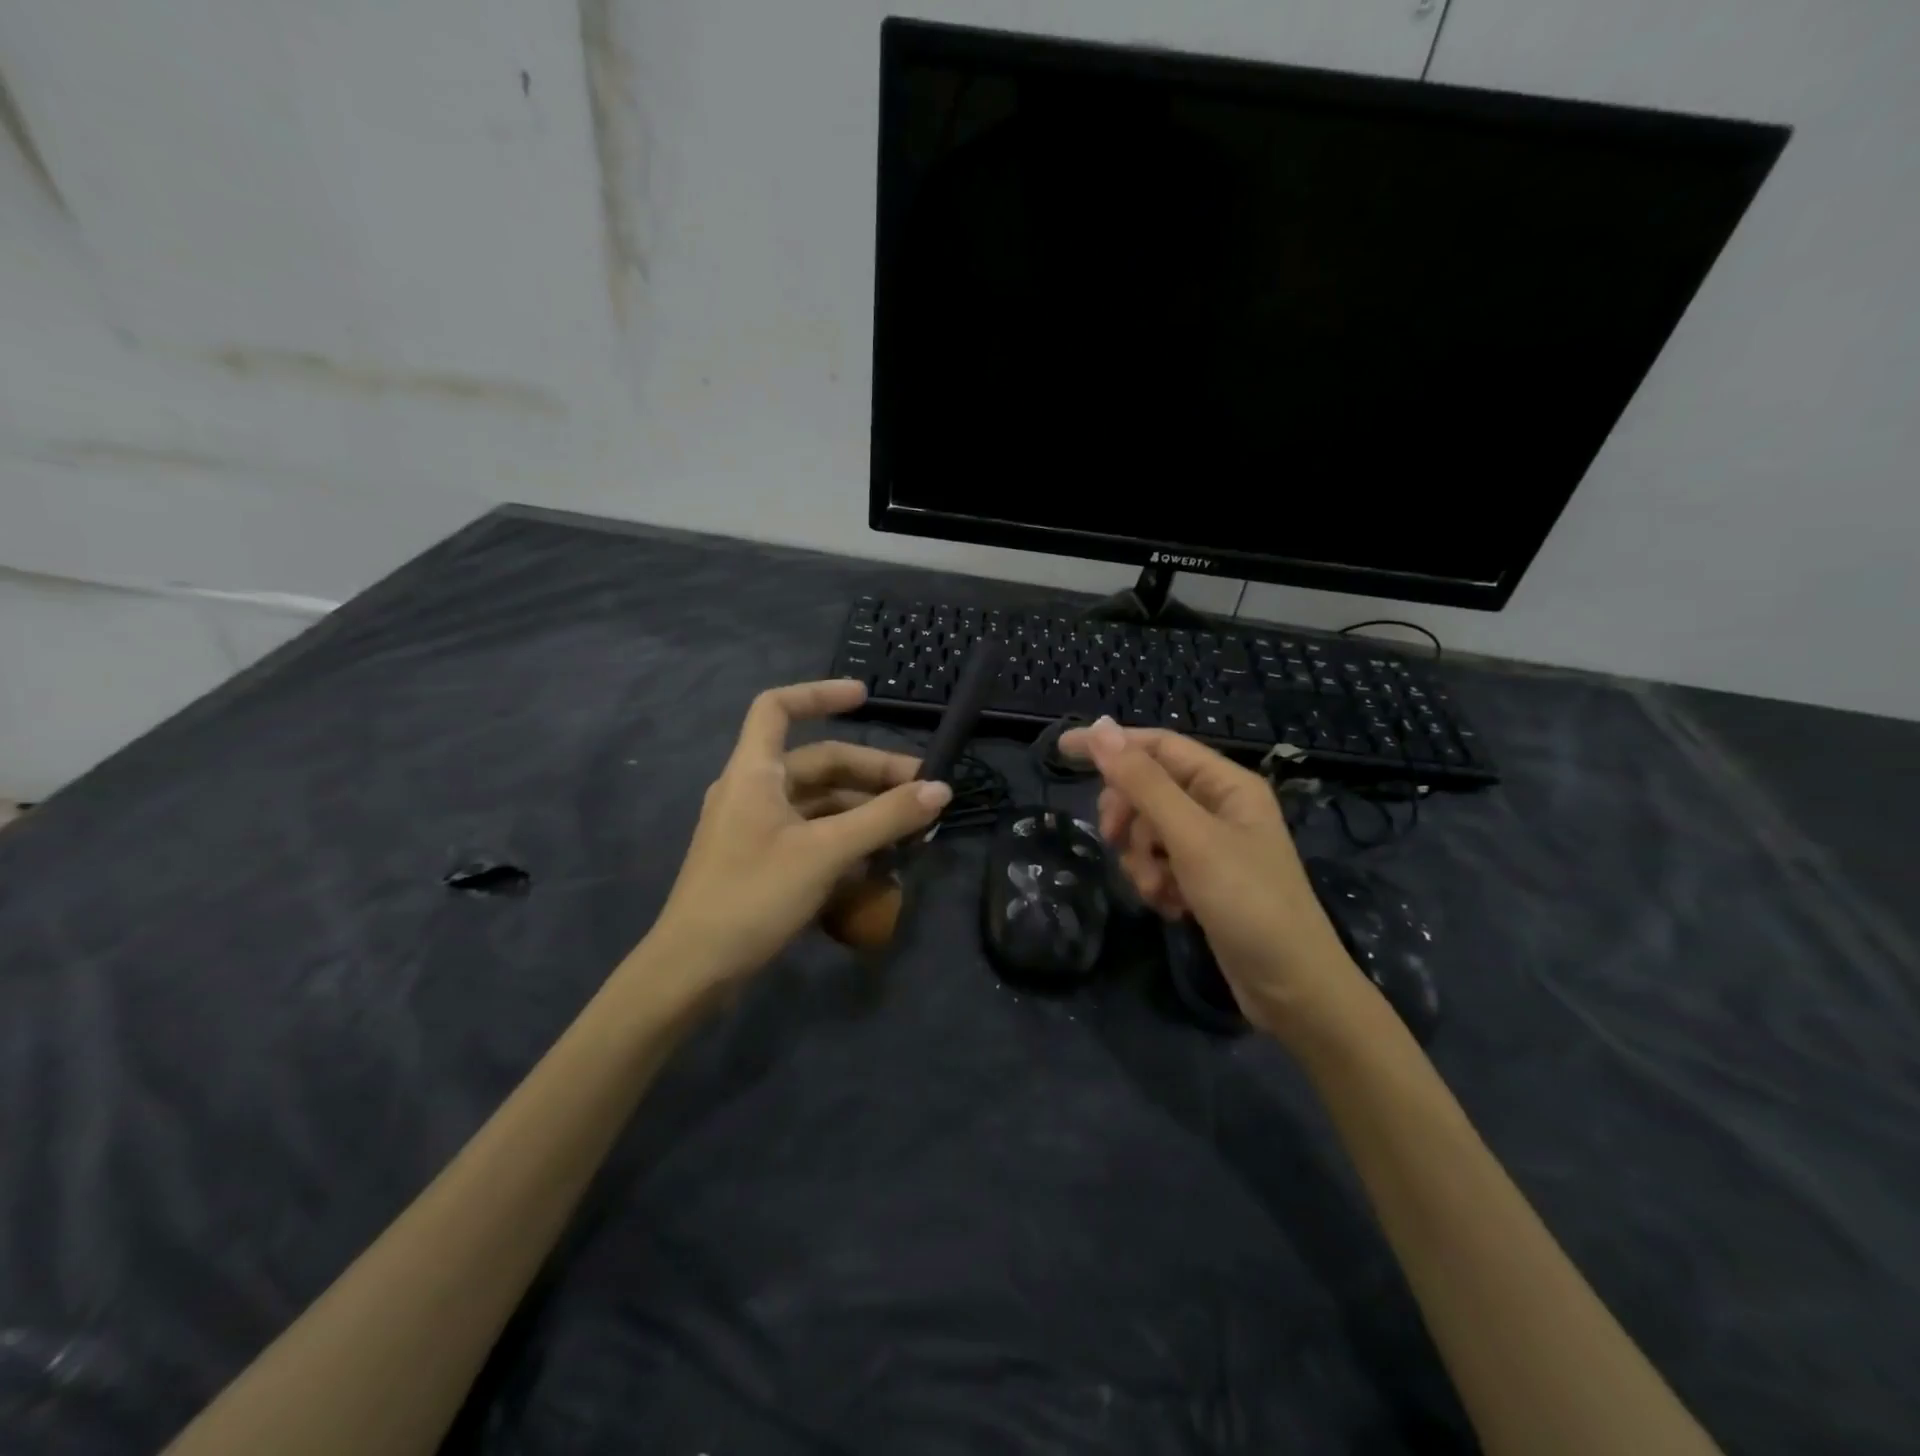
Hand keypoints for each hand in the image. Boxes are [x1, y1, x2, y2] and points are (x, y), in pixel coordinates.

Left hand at [646, 680, 951, 987]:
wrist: (693, 971)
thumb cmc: (753, 896)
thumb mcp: (825, 852)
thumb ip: (885, 818)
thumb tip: (941, 789)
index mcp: (754, 772)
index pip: (777, 708)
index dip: (819, 694)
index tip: (865, 698)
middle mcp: (752, 791)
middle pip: (817, 763)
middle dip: (871, 773)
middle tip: (923, 791)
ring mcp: (756, 828)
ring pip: (819, 803)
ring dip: (865, 810)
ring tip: (911, 830)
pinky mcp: (763, 861)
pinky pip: (812, 834)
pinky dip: (846, 839)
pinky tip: (880, 860)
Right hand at [1060, 716, 1356, 1039]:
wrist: (1292, 990)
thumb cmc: (1248, 903)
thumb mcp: (1191, 838)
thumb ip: (1143, 783)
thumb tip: (1100, 728)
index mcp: (1226, 784)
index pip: (1157, 746)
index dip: (1111, 745)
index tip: (1063, 751)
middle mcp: (1218, 807)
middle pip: (1148, 789)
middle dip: (1128, 817)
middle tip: (1113, 839)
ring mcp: (1211, 846)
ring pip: (1148, 831)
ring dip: (1142, 860)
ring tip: (1159, 890)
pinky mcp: (1203, 880)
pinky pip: (1159, 864)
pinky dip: (1156, 883)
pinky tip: (1172, 908)